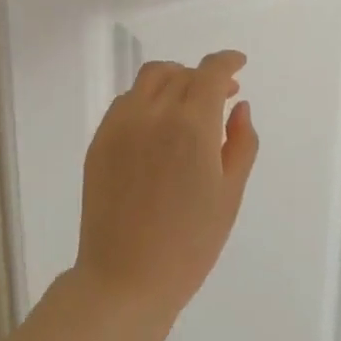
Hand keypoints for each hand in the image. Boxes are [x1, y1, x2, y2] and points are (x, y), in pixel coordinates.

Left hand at [75, 52, 258, 322]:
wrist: (125, 279)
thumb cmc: (189, 245)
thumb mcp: (229, 196)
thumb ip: (240, 143)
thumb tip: (240, 106)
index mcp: (191, 126)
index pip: (211, 72)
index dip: (227, 62)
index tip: (239, 64)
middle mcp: (154, 113)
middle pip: (181, 73)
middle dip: (204, 77)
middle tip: (221, 96)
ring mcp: (121, 123)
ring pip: (150, 79)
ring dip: (174, 79)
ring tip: (188, 104)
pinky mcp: (100, 139)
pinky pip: (127, 100)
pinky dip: (148, 98)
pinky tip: (158, 124)